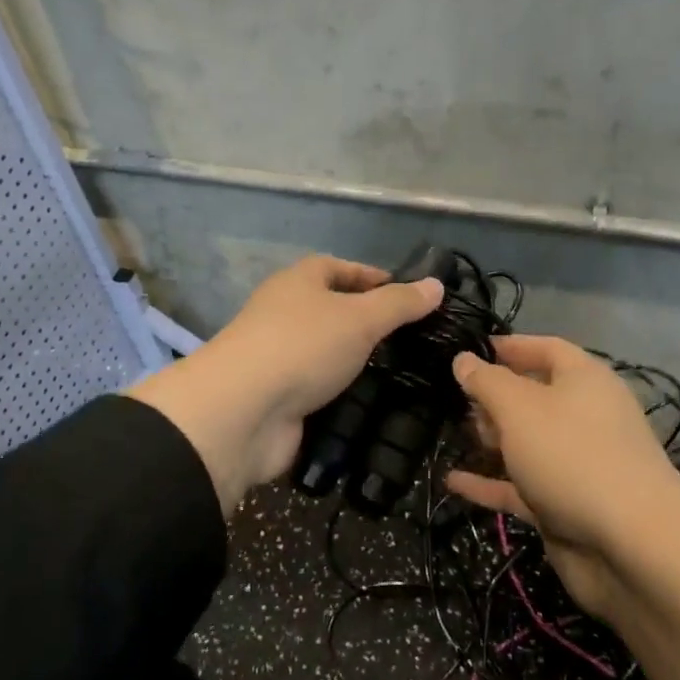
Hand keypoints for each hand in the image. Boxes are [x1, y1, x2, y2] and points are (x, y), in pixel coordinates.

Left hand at [125, 256, 442, 513]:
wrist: (244, 412)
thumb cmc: (303, 346)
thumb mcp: (360, 318)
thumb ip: (399, 303)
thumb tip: (436, 284)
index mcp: (297, 283)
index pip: (337, 267)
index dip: (372, 276)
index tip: (408, 294)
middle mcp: (285, 315)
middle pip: (332, 311)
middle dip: (369, 323)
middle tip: (413, 340)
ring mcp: (281, 359)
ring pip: (327, 354)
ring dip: (357, 363)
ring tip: (405, 374)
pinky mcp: (281, 399)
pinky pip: (321, 391)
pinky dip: (344, 396)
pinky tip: (377, 406)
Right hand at [446, 336, 679, 622]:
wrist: (632, 548)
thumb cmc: (572, 456)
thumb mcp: (519, 408)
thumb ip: (486, 381)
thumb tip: (463, 359)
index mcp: (584, 381)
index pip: (546, 349)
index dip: (510, 346)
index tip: (469, 350)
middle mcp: (584, 417)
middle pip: (534, 395)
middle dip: (495, 395)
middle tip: (453, 398)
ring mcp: (575, 464)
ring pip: (526, 442)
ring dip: (491, 438)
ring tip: (452, 432)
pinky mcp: (563, 506)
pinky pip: (519, 487)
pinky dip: (489, 483)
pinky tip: (452, 481)